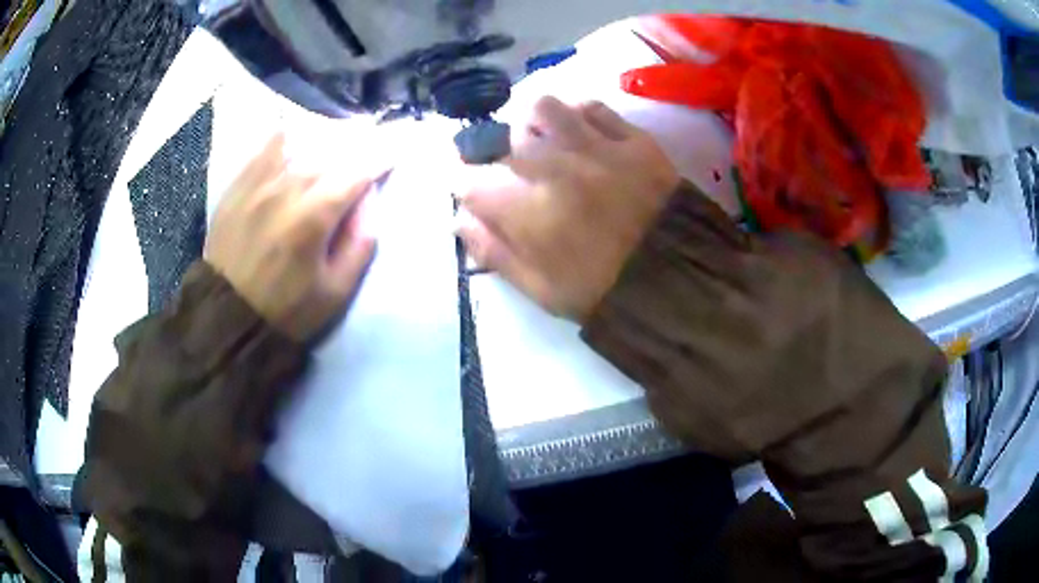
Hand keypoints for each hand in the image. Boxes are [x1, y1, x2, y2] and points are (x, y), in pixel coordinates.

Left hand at [205, 133, 380, 342]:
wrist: (227, 315)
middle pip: (330, 152)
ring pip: (300, 141)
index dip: (379, 161)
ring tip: (332, 150)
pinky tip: (296, 148)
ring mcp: (258, 182)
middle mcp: (286, 188)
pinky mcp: (238, 184)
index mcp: (313, 217)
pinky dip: (288, 140)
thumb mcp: (336, 291)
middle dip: (355, 149)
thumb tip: (368, 202)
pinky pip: (267, 146)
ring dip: (323, 142)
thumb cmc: (286, 309)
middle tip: (366, 154)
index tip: (390, 158)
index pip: (357, 172)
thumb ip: (361, 244)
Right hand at [457, 97, 679, 322]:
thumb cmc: (601, 291)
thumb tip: (460, 220)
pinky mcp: (632, 139)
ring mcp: (596, 148)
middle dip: (497, 155)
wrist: (677, 281)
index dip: (466, 184)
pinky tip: (581, 134)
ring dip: (535, 124)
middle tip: (513, 172)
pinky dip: (578, 116)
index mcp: (527, 212)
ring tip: (545, 142)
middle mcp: (553, 168)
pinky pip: (593, 107)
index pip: (470, 180)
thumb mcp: (538, 289)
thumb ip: (493, 252)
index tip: (476, 192)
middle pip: (503, 139)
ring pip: (544, 108)